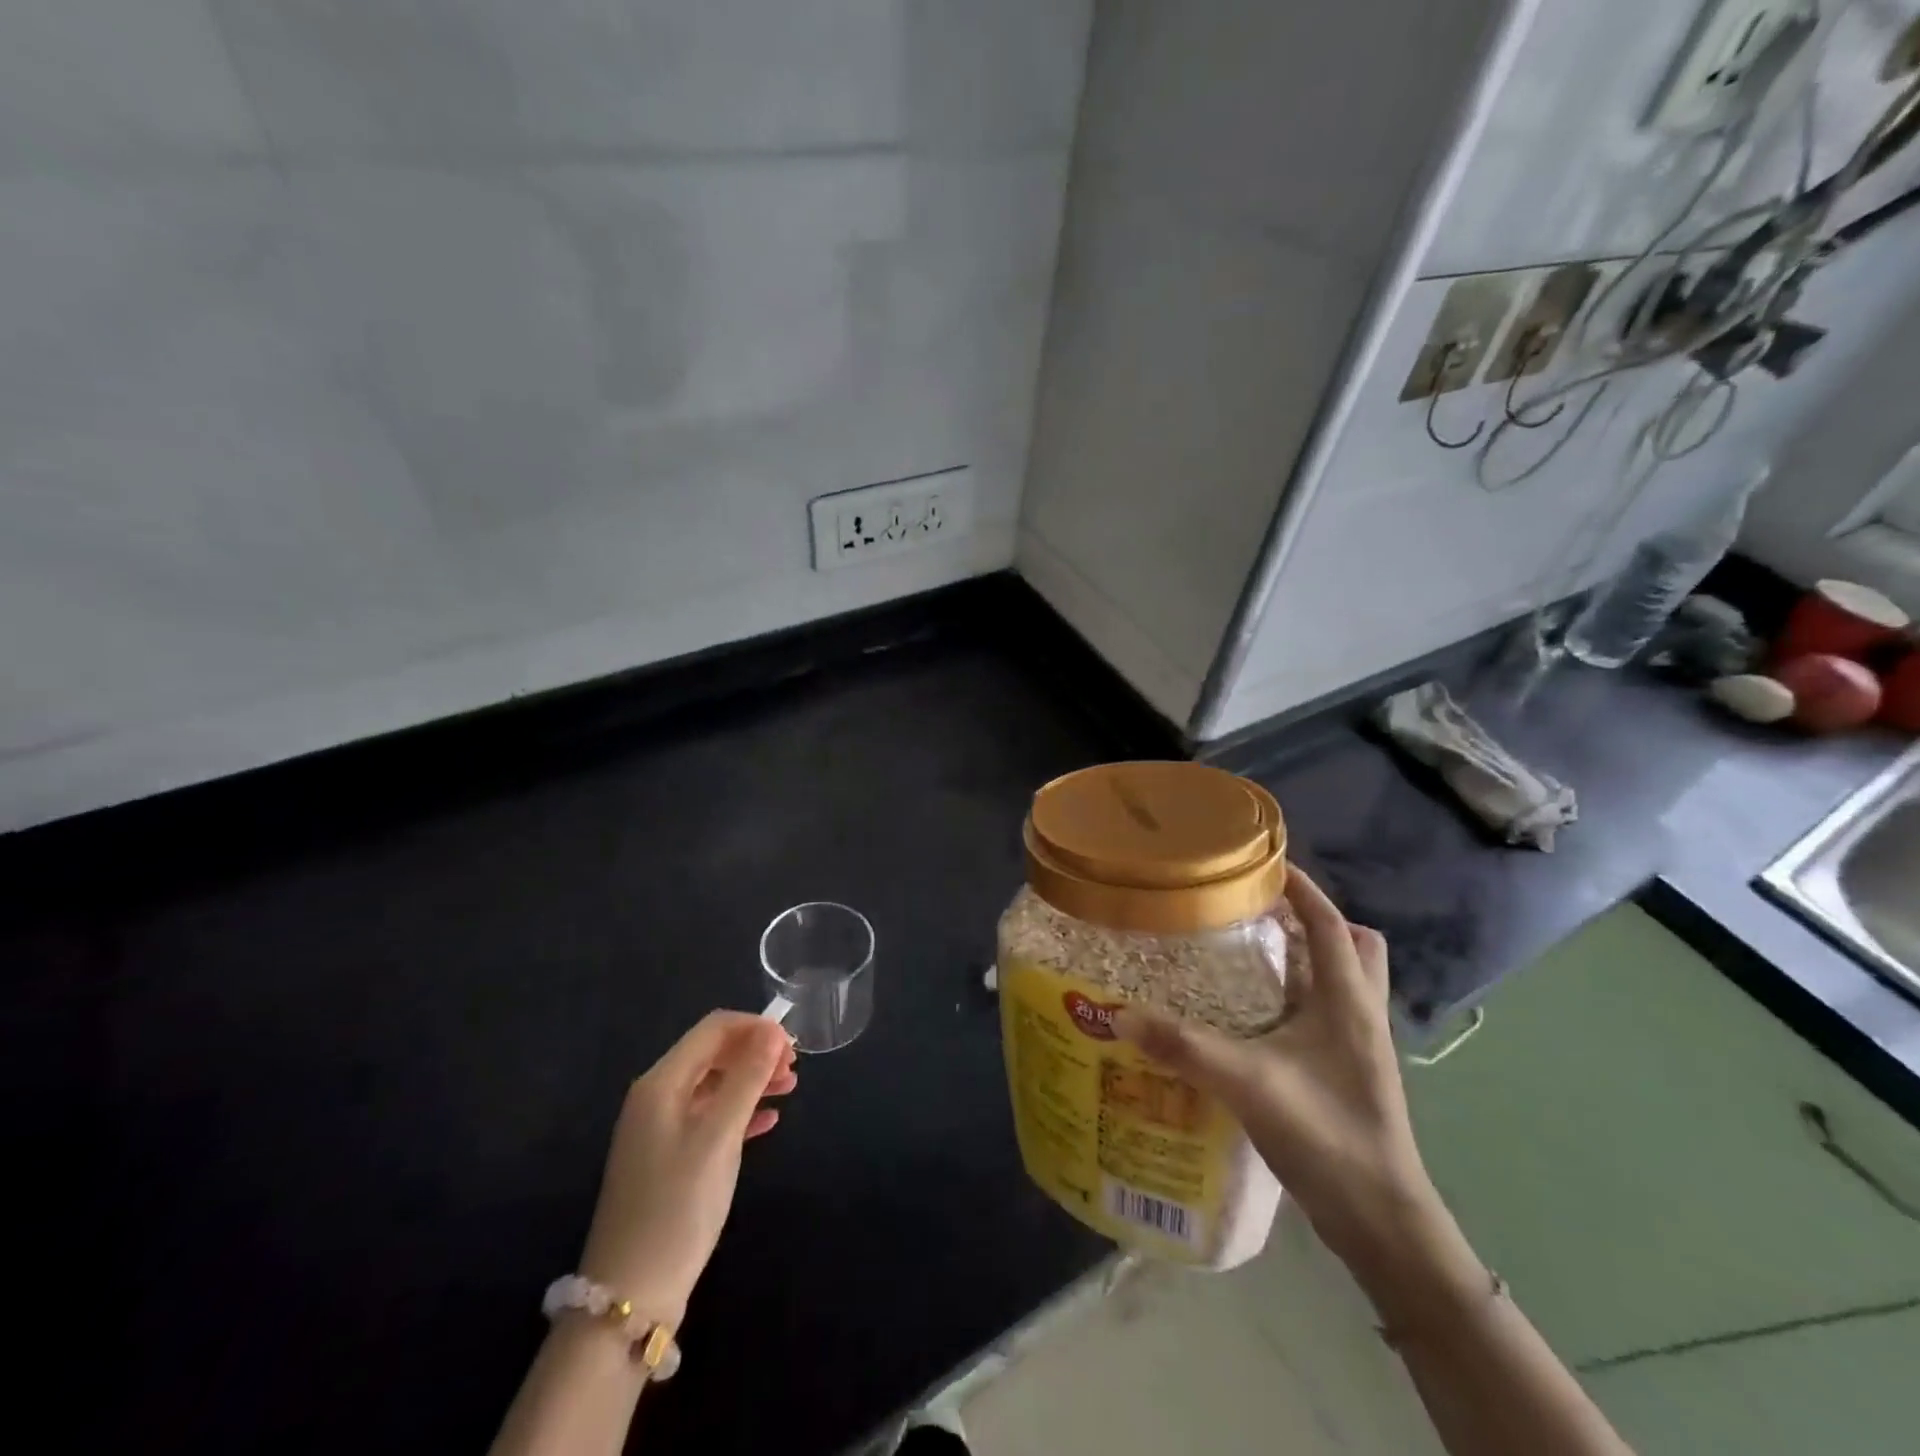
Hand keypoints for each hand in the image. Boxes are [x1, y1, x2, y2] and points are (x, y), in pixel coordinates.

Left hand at [576, 1011, 797, 1327]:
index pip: (713, 1029)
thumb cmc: (676, 1206)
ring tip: (790, 1088)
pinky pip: (710, 1117)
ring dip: (752, 1079)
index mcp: (662, 1083)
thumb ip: (747, 1079)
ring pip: (714, 1084)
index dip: (755, 1027)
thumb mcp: (719, 1137)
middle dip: (755, 1051)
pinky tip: (769, 1121)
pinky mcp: (669, 1158)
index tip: (792, 1045)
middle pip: (713, 1053)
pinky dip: (741, 1111)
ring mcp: (661, 1129)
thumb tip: (773, 1031)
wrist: (630, 1295)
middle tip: (794, 1069)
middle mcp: (657, 1097)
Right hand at [1114, 869, 1436, 1269]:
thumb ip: (1184, 1047)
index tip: (1263, 861)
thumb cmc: (1327, 1135)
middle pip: (1351, 944)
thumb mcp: (1248, 1083)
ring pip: (1346, 978)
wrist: (1382, 1222)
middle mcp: (1362, 1012)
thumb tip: (1121, 1013)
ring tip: (1253, 956)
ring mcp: (1362, 1044)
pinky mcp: (1353, 1070)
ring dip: (1309, 957)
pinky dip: (1303, 995)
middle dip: (1313, 920)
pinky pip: (1332, 1010)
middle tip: (1259, 916)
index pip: (1328, 922)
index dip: (1301, 887)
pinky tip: (1258, 1015)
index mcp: (1347, 999)